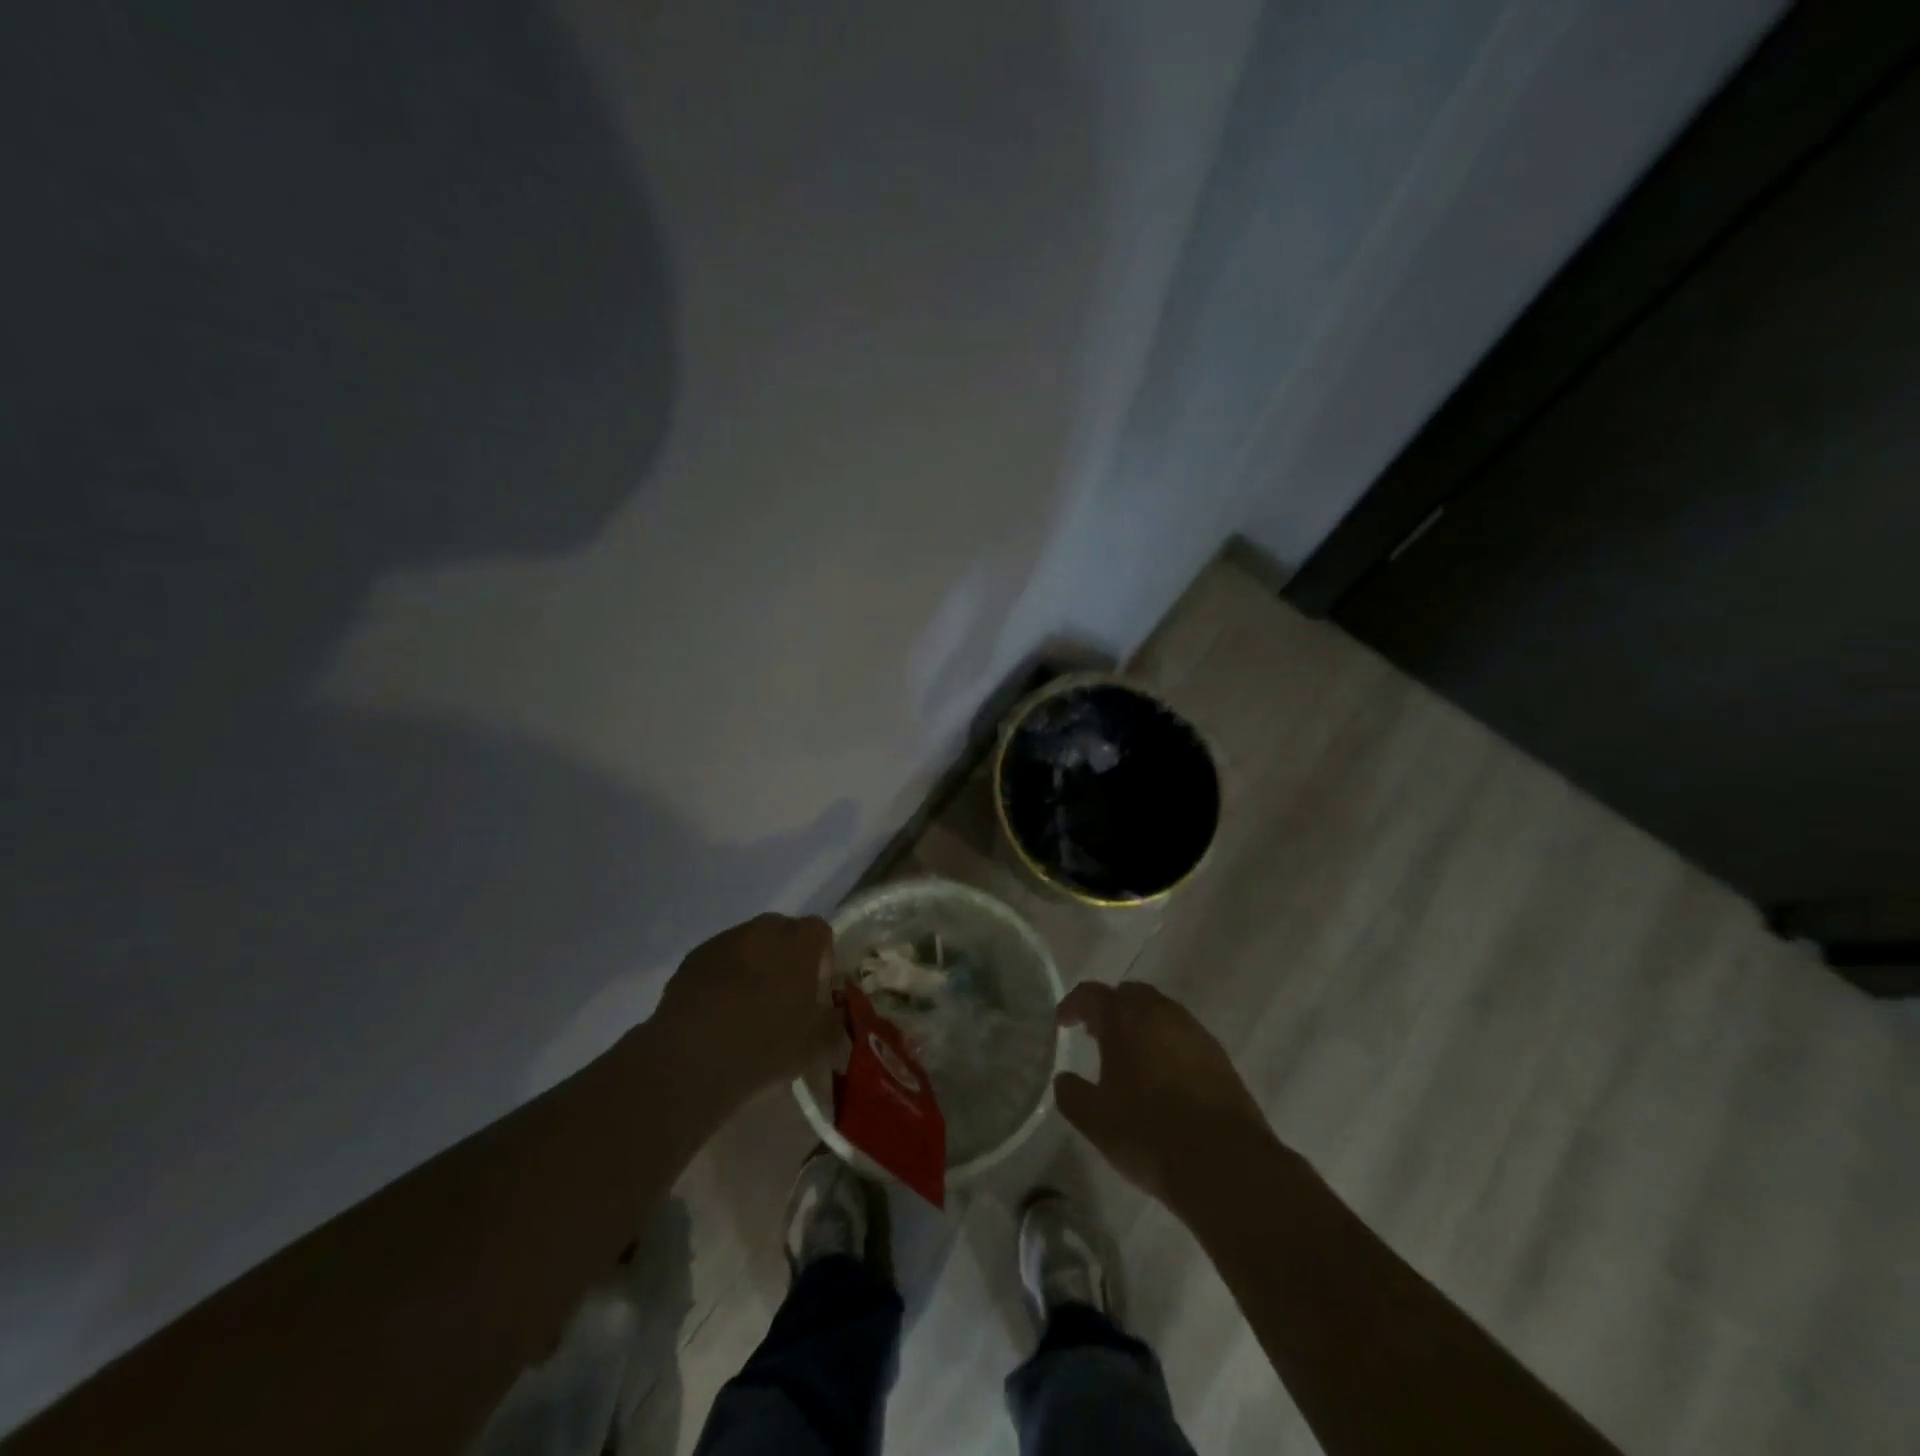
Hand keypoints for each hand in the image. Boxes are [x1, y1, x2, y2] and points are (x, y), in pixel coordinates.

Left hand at [651, 914, 844, 1113]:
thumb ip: (835, 1023)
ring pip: (748, 947)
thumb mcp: (818, 1045)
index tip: (816, 995)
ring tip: (748, 1011)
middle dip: (787, 960)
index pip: (820, 932)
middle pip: (783, 934)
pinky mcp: (690, 962)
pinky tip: (719, 1017)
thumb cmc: (767, 1045)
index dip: (823, 961)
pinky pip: (717, 964)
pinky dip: (722, 981)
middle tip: (785, 1000)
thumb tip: (835, 1016)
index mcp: (799, 941)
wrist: (691, 1061)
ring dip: (753, 969)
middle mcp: (761, 930)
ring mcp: (722, 942)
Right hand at [1054, 981, 1274, 1213]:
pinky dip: (1165, 1042)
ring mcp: (1194, 1032)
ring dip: (1140, 1024)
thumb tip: (1063, 1079)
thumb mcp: (1096, 1121)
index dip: (1073, 1005)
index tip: (1062, 1022)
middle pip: (1129, 994)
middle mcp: (1161, 1013)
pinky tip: (1162, 1075)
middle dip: (1110, 1008)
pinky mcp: (1218, 1055)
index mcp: (1126, 1019)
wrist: (1226, 1164)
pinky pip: (1182, 1034)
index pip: (1091, 994)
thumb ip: (1072, 1094)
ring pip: (1160, 1011)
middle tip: (1096, 1034)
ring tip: (1128, 1054)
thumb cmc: (1149, 1135)